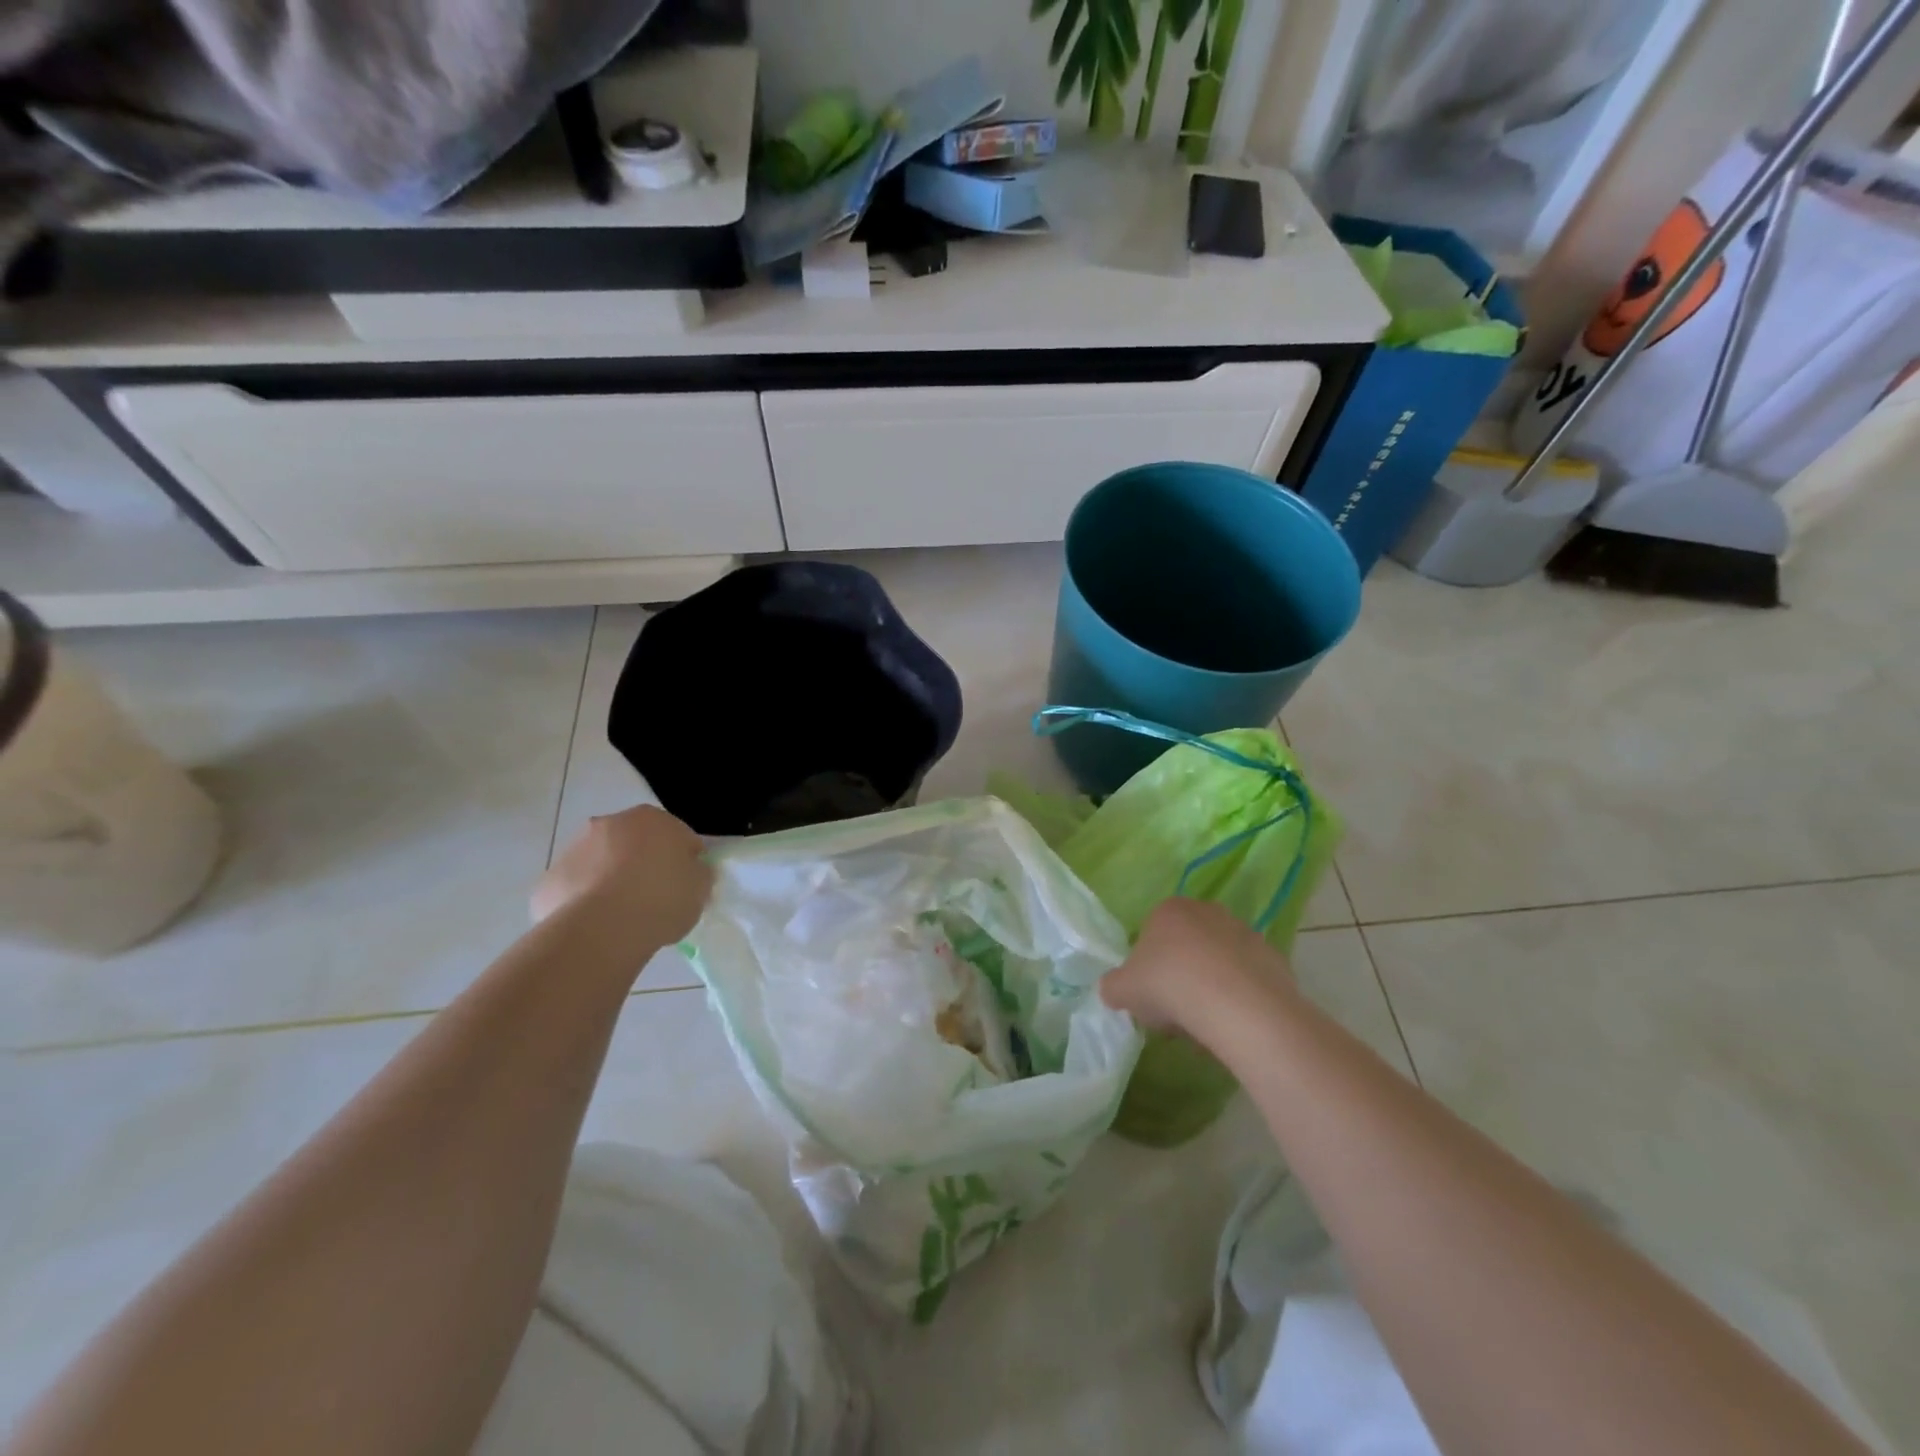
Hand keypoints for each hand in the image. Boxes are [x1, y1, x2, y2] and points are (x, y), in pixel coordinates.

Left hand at [532, 804, 713, 945]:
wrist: (601, 929)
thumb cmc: (661, 900)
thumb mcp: (701, 889)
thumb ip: (699, 873)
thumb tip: (692, 870)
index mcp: (654, 818)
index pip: (679, 836)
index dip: (686, 862)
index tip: (687, 887)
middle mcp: (611, 823)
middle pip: (635, 844)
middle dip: (644, 864)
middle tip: (654, 899)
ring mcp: (575, 849)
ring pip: (601, 863)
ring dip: (611, 880)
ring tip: (623, 918)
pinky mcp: (549, 879)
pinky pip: (576, 889)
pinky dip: (585, 902)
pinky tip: (596, 927)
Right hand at [1100, 898, 1288, 1033]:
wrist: (1238, 1006)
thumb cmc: (1170, 986)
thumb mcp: (1122, 990)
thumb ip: (1113, 986)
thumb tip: (1115, 990)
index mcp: (1169, 909)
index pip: (1151, 934)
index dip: (1148, 967)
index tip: (1150, 995)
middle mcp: (1207, 911)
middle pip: (1187, 945)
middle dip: (1181, 973)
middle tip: (1176, 1010)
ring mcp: (1244, 932)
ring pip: (1218, 961)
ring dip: (1211, 985)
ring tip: (1206, 1023)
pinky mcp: (1273, 958)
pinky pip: (1247, 979)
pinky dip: (1239, 997)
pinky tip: (1233, 1023)